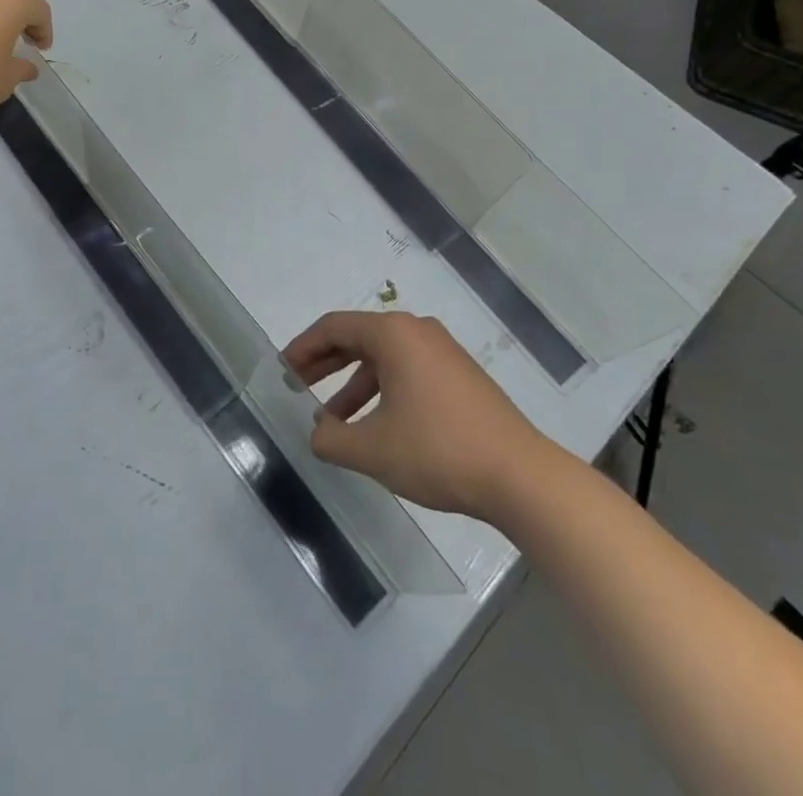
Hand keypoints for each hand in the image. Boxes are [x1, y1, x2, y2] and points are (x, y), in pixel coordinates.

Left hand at [0, 0, 52, 126]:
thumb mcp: (7, 79)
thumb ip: (22, 68)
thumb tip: (29, 68)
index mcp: (13, 1)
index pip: (39, 9)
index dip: (45, 29)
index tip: (41, 49)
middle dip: (25, 9)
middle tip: (26, 34)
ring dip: (0, 5)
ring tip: (0, 30)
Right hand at [283, 311, 552, 519]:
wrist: (521, 476)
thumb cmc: (438, 451)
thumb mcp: (373, 450)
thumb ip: (331, 440)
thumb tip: (316, 433)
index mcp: (393, 334)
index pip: (333, 327)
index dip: (302, 347)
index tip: (282, 370)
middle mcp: (416, 331)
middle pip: (357, 338)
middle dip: (324, 363)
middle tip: (296, 385)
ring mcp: (442, 351)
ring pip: (382, 358)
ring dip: (352, 384)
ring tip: (331, 420)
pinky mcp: (459, 375)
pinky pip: (406, 370)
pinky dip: (381, 390)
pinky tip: (374, 426)